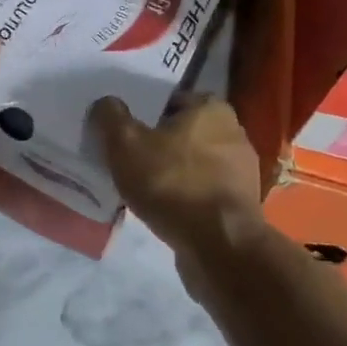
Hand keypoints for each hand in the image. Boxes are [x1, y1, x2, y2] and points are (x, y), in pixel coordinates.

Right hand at [89, 93, 264, 257]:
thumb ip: (111, 117)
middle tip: (127, 157)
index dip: (143, 112)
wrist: (219, 246)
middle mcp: (233, 132)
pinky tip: (163, 208)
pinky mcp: (240, 203)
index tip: (122, 130)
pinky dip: (184, 196)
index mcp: (211, 108)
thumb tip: (105, 104)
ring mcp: (241, 170)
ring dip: (171, 172)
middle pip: (182, 132)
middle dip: (157, 143)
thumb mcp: (126, 144)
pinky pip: (203, 190)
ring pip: (193, 162)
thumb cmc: (173, 183)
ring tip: (141, 186)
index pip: (170, 99)